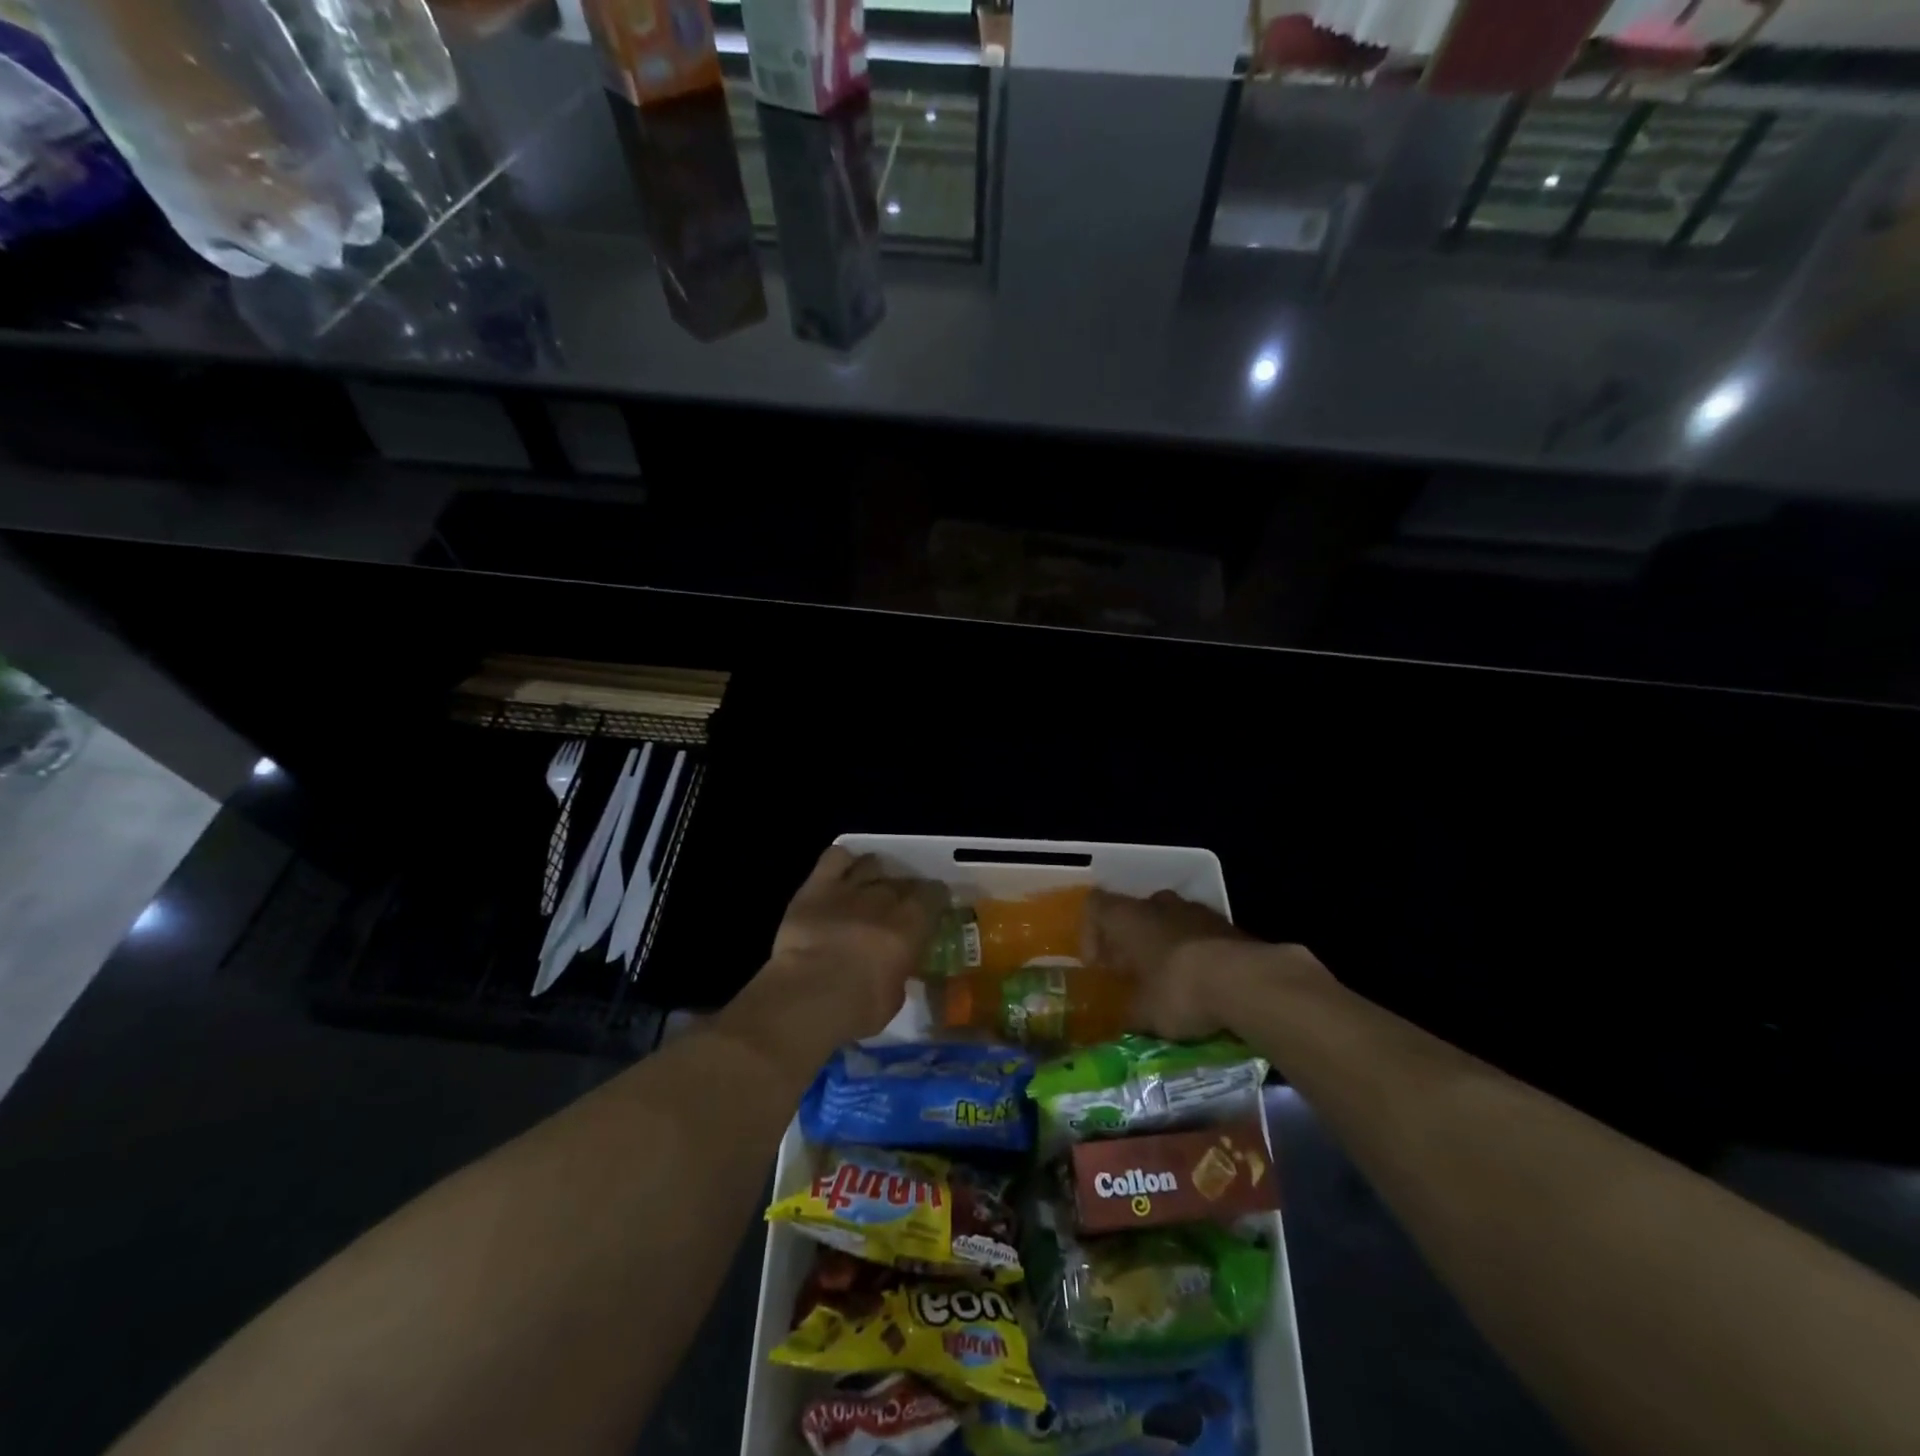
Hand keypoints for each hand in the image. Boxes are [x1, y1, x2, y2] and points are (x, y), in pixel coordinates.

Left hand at [739, 847, 944, 1057]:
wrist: (809, 994)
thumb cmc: (858, 1007)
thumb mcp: (894, 998)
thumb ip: (898, 974)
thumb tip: (894, 968)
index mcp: (911, 924)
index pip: (934, 895)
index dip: (935, 899)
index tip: (933, 907)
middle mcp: (884, 898)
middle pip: (902, 881)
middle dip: (904, 890)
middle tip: (898, 905)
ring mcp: (850, 888)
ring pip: (871, 864)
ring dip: (874, 873)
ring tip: (870, 885)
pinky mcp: (817, 886)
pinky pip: (834, 858)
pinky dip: (841, 860)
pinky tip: (841, 871)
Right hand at [1083, 888, 1330, 1039]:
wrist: (1247, 982)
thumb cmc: (1178, 990)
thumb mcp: (1144, 1013)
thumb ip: (1128, 1012)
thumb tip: (1124, 1020)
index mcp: (1128, 917)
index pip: (1095, 906)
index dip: (1091, 933)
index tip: (1098, 966)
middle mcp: (1158, 904)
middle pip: (1134, 911)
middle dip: (1130, 940)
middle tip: (1132, 972)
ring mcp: (1196, 910)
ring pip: (1169, 920)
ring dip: (1164, 944)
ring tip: (1169, 980)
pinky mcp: (1227, 925)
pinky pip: (1199, 933)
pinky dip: (1195, 952)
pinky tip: (1202, 983)